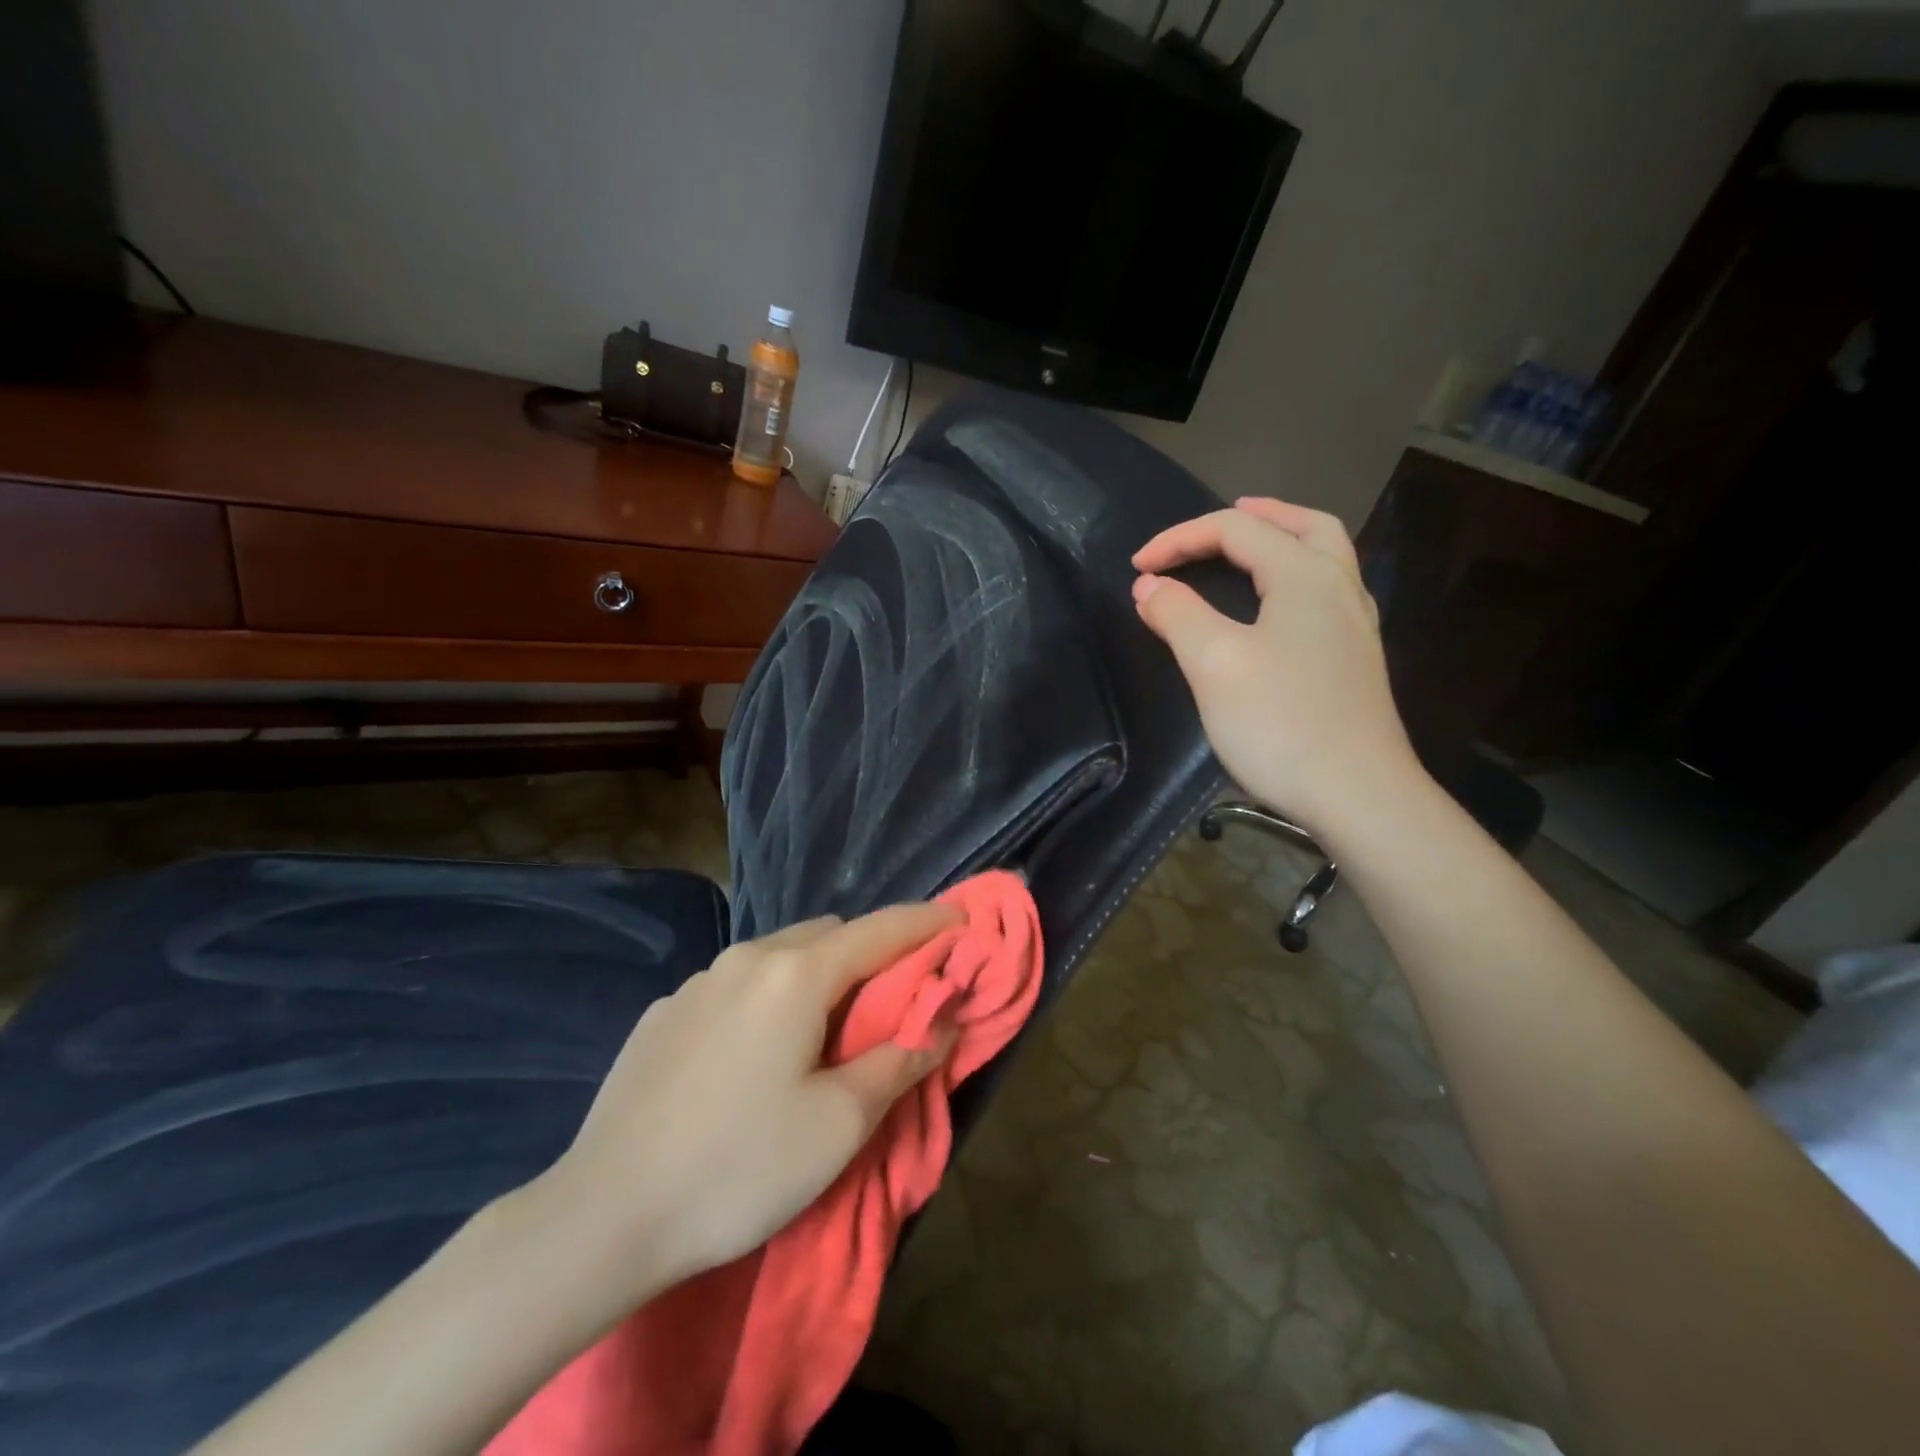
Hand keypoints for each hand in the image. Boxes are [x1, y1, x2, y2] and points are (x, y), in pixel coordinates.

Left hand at [526, 904, 962, 1306]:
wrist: (602, 1217)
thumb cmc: (739, 1168)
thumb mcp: (839, 1124)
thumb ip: (899, 1060)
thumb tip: (941, 1020)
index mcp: (796, 974)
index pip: (881, 929)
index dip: (927, 923)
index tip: (961, 921)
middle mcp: (747, 959)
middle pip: (829, 935)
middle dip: (870, 952)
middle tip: (890, 999)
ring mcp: (698, 981)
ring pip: (779, 955)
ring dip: (816, 974)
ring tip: (821, 1031)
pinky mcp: (664, 1011)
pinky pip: (736, 983)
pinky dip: (768, 997)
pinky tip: (752, 1056)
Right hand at [1131, 497, 1419, 834]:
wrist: (1357, 795)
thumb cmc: (1279, 723)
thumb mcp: (1213, 663)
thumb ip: (1178, 614)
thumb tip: (1150, 586)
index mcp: (1305, 575)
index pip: (1236, 531)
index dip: (1180, 540)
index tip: (1136, 567)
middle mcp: (1339, 588)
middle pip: (1303, 526)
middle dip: (1255, 517)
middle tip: (1217, 522)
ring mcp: (1355, 626)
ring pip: (1324, 557)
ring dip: (1283, 540)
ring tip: (1249, 549)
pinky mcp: (1356, 660)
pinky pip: (1326, 593)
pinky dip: (1296, 577)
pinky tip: (1278, 607)